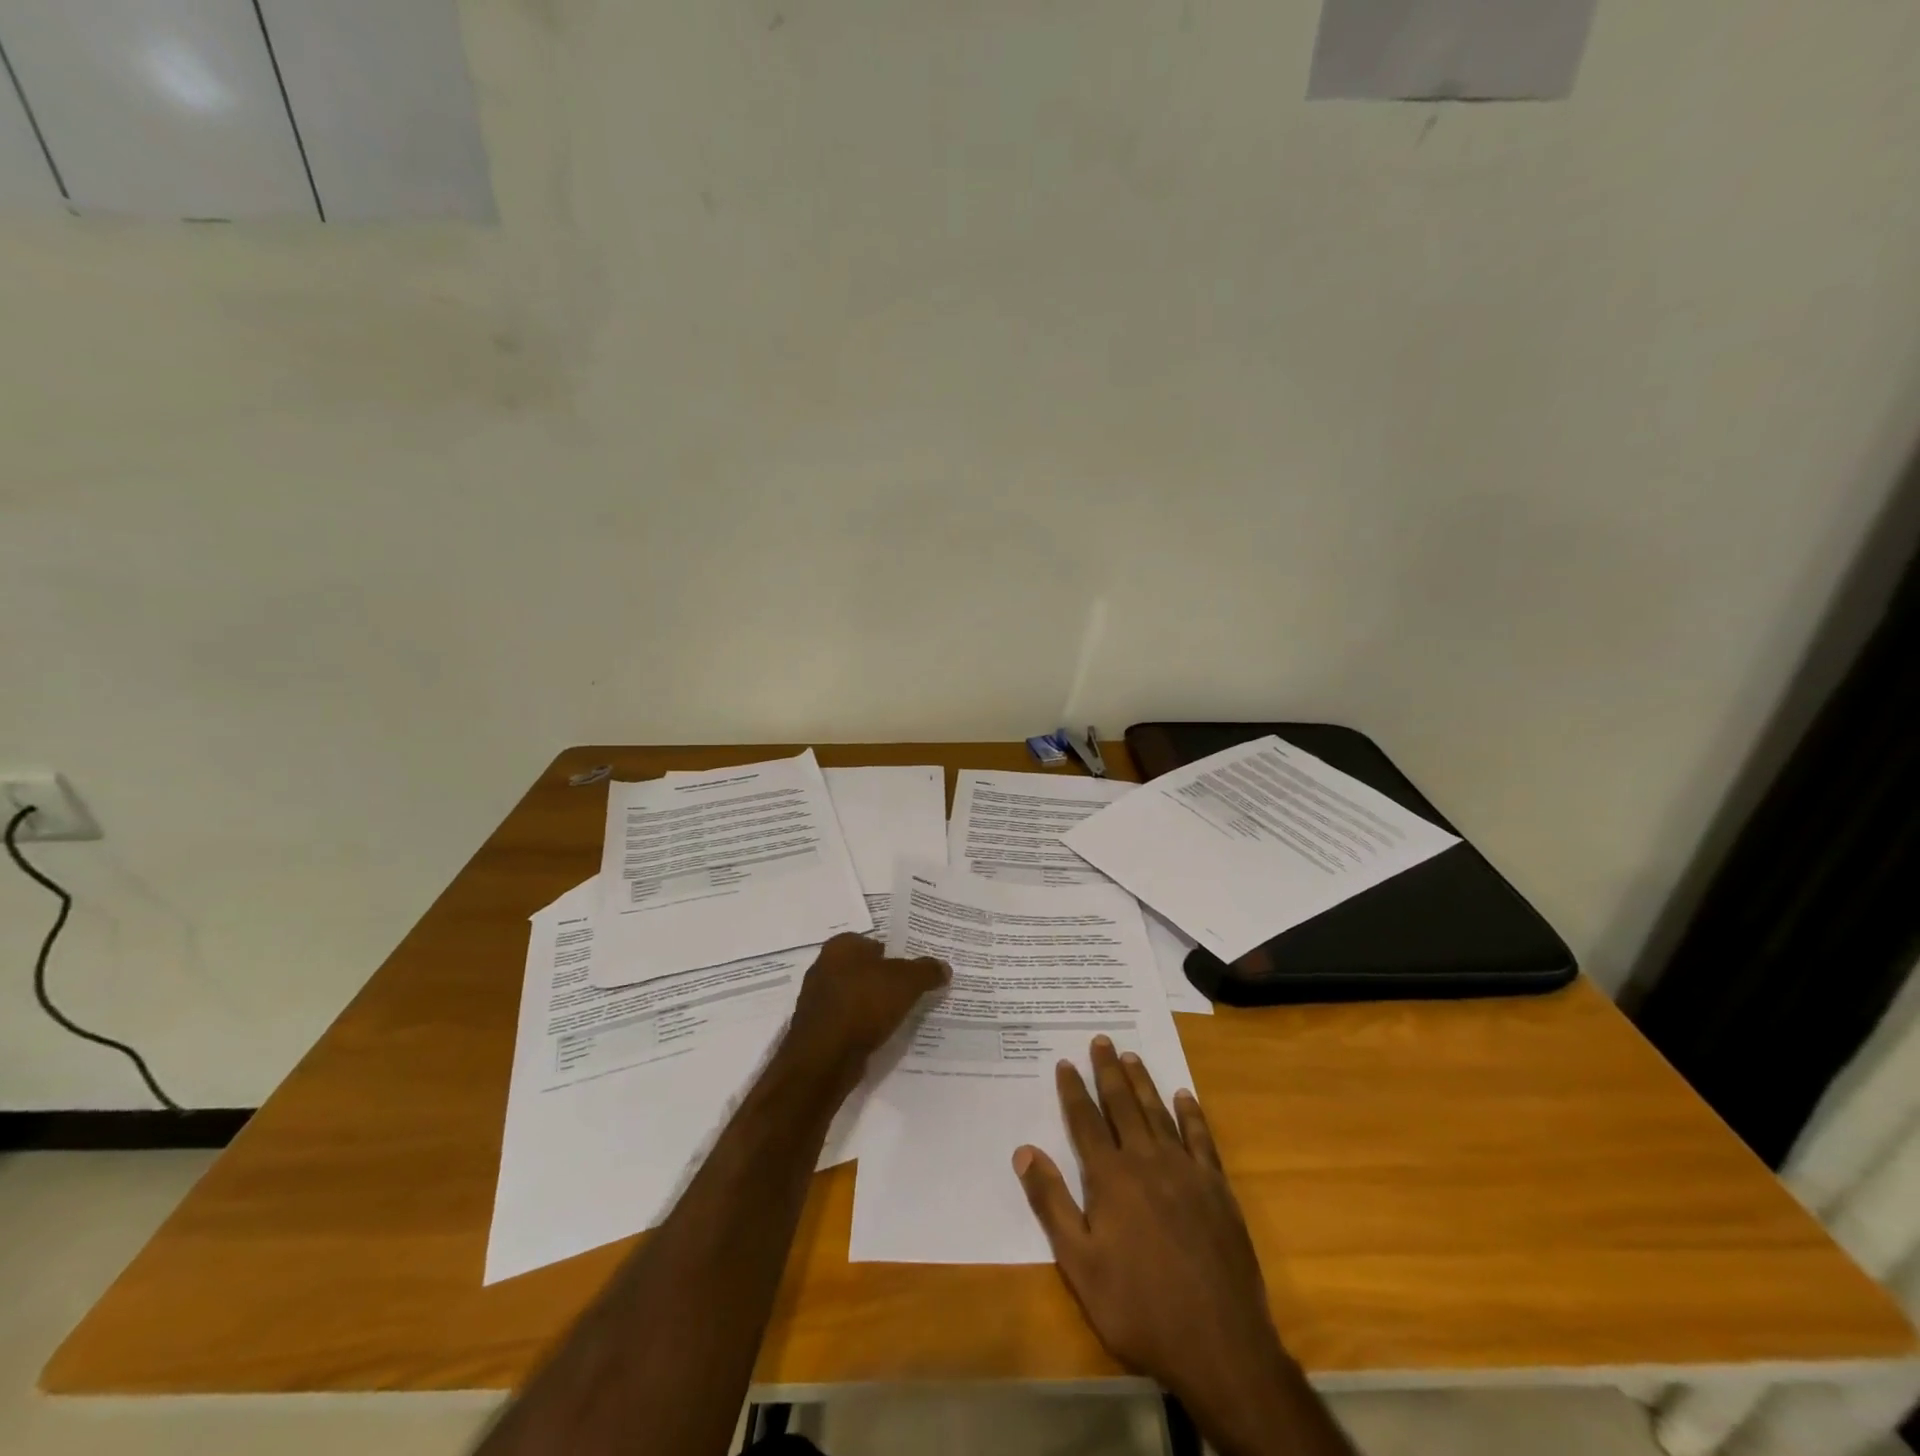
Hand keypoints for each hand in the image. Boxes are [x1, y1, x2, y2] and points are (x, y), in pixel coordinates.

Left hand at [784, 933, 948, 1093]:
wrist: (824, 1058)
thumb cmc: (864, 1004)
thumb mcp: (907, 982)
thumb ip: (926, 971)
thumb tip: (944, 967)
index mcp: (841, 946)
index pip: (873, 941)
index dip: (895, 953)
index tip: (914, 968)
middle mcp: (824, 967)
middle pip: (864, 969)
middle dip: (884, 979)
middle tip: (912, 990)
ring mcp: (817, 1000)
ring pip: (855, 996)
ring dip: (873, 1004)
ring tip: (900, 1014)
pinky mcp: (817, 1029)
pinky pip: (848, 1020)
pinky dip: (862, 1025)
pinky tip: (880, 1034)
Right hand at [1014, 1038, 1323, 1455]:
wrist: (1218, 1343)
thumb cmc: (1139, 1306)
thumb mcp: (1080, 1264)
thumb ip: (1052, 1202)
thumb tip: (1024, 1150)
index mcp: (1110, 1177)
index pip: (1085, 1121)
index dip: (1073, 1091)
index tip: (1065, 1062)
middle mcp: (1146, 1160)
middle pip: (1122, 1105)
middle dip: (1108, 1071)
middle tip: (1101, 1039)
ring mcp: (1185, 1170)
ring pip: (1158, 1113)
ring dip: (1143, 1082)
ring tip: (1131, 1056)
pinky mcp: (1216, 1188)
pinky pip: (1201, 1138)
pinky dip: (1191, 1114)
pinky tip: (1185, 1096)